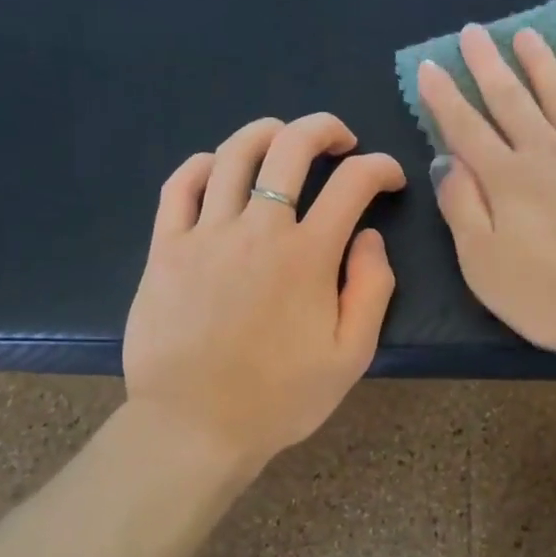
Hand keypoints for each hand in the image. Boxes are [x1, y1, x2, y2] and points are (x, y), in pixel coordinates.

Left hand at [122, 113, 406, 474]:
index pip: (353, 183)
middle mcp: (257, 229)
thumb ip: (371, 288)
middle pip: (291, 146)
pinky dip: (204, 164)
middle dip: (324, 129)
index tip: (390, 179)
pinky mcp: (165, 248)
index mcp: (308, 255)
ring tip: (283, 137)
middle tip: (341, 141)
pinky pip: (180, 186)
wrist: (194, 427)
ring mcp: (205, 234)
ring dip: (267, 132)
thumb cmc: (280, 397)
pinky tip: (220, 169)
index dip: (381, 168)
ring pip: (234, 154)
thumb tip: (369, 237)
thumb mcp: (351, 355)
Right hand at [417, 25, 555, 364]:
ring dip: (540, 62)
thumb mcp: (485, 265)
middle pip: (511, 99)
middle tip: (474, 32)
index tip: (430, 65)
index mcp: (506, 178)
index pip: (466, 127)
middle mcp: (547, 150)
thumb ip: (462, 208)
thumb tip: (447, 161)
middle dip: (488, 65)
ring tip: (525, 34)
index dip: (445, 96)